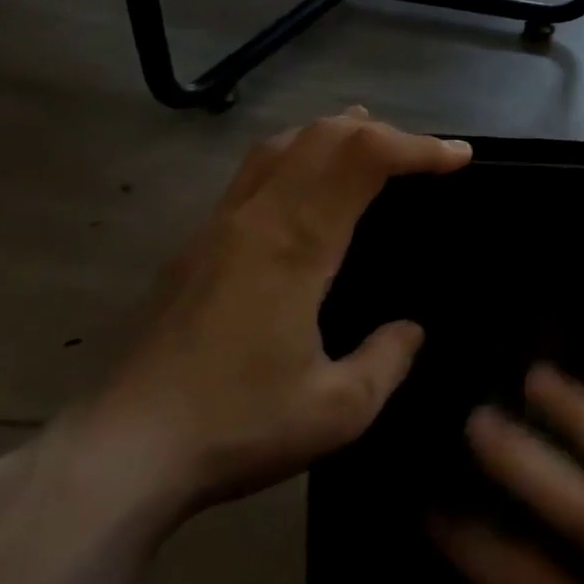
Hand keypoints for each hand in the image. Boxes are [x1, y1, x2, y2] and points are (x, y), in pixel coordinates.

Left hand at [82, 109, 470, 519]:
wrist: (124, 450)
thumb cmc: (236, 426)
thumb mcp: (338, 410)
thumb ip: (388, 360)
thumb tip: (410, 329)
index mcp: (297, 244)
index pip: (363, 159)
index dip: (418, 147)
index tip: (459, 157)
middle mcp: (258, 216)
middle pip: (324, 135)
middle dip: (385, 133)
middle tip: (425, 156)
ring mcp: (221, 223)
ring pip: (283, 143)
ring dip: (335, 132)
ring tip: (372, 143)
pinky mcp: (198, 241)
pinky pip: (255, 168)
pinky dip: (297, 152)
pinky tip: (307, 183)